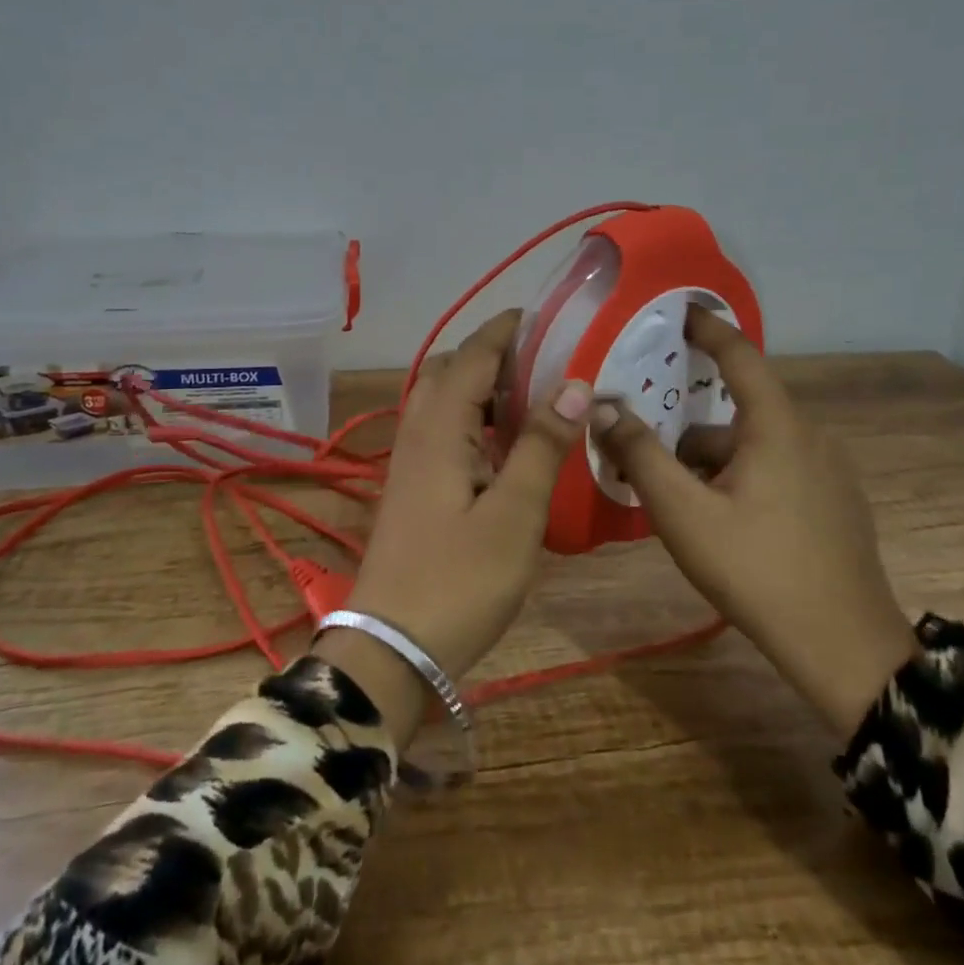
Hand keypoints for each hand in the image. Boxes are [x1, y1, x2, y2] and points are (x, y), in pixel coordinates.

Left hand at [318, 309, 590, 743]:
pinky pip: (441, 430)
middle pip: (449, 370)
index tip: (544, 316)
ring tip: (532, 397)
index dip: (505, 330)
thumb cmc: (460, 579)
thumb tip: (573, 382)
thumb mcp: (515, 513)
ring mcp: (409, 462)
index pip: (472, 356)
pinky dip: (472, 418)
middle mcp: (418, 432)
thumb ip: (542, 444)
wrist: (391, 648)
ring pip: (441, 400)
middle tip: (542, 361)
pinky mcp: (412, 488)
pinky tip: (504, 446)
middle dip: (491, 354)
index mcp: (440, 428)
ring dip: (480, 386)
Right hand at [590, 307, 916, 734]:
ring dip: (711, 462)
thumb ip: (641, 455)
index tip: (677, 312)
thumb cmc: (758, 570)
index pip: (739, 355)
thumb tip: (603, 406)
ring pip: (754, 446)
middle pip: (736, 413)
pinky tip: (720, 522)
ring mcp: (828, 472)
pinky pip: (776, 470)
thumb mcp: (684, 513)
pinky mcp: (836, 503)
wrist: (846, 649)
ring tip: (676, 502)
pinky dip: (740, 478)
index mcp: (777, 426)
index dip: (706, 329)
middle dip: (687, 430)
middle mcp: (809, 436)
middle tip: (645, 452)